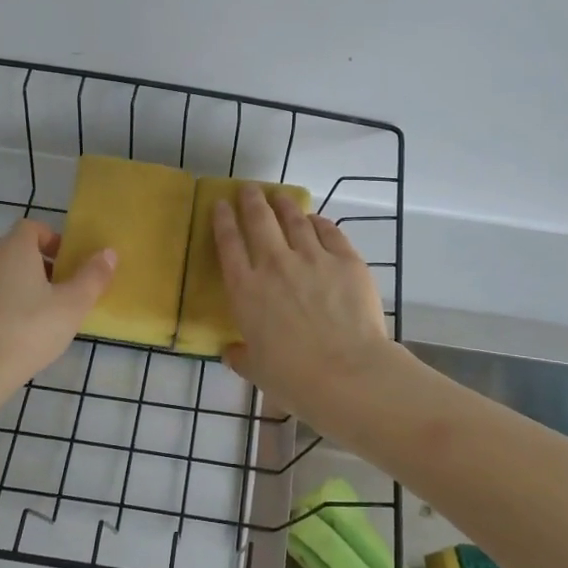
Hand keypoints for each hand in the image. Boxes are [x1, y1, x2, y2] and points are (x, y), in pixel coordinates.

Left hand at [0, 220, 114, 405]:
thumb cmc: (27, 331)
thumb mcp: (72, 306)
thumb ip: (93, 277)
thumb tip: (109, 253)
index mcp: (13, 251)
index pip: (31, 227)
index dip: (51, 239)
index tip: (66, 263)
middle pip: (13, 254)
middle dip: (37, 269)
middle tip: (57, 297)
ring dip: (14, 291)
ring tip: (33, 323)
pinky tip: (6, 342)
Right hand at [211, 187, 395, 428]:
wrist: (347, 374)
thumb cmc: (293, 378)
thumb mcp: (256, 370)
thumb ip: (241, 356)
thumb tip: (232, 352)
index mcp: (246, 290)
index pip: (228, 244)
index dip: (222, 220)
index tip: (220, 204)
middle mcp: (275, 264)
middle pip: (259, 220)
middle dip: (251, 200)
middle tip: (249, 189)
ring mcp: (313, 258)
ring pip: (294, 219)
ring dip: (284, 204)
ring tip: (279, 196)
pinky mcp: (346, 260)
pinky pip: (329, 232)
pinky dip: (319, 222)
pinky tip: (315, 220)